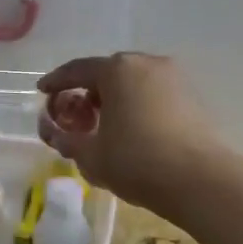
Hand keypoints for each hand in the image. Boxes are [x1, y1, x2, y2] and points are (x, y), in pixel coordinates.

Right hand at [36, 53, 223, 215]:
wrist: (200, 180)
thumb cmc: (136, 162)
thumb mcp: (89, 155)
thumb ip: (63, 138)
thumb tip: (51, 129)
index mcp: (117, 70)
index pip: (77, 70)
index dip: (56, 82)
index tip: (42, 92)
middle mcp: (146, 63)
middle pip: (108, 73)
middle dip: (87, 92)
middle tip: (75, 116)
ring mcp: (174, 78)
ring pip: (133, 83)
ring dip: (114, 99)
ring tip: (104, 126)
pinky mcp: (192, 96)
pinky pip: (153, 94)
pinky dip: (136, 105)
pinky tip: (132, 130)